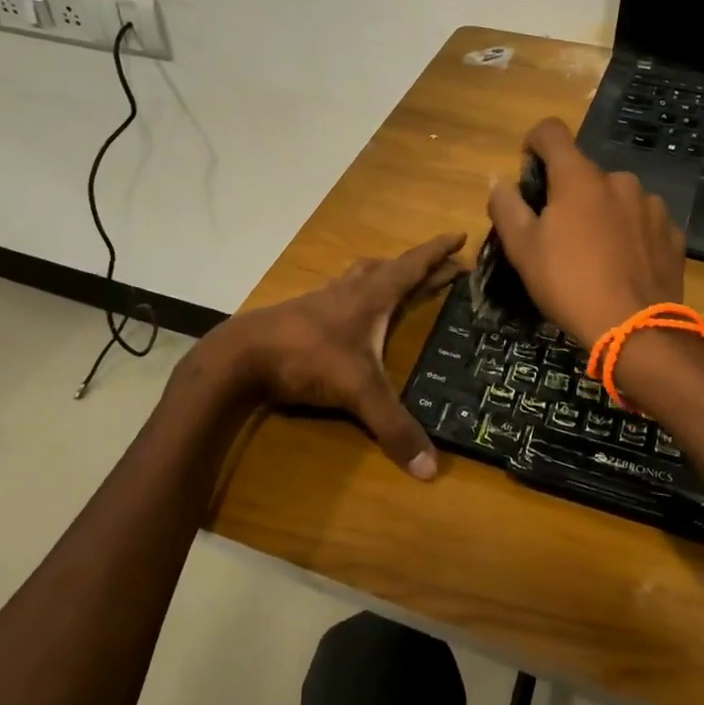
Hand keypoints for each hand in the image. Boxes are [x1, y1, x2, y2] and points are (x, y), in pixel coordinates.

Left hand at [209, 232, 467, 478]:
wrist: (243, 355)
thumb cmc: (308, 357)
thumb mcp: (357, 391)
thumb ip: (393, 427)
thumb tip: (431, 470)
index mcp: (371, 297)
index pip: (412, 266)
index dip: (438, 252)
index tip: (460, 234)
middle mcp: (350, 291)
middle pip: (391, 268)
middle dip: (421, 266)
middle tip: (445, 268)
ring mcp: (323, 300)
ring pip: (362, 276)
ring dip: (386, 274)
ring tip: (399, 281)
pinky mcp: (303, 314)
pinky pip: (340, 293)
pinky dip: (357, 293)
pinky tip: (352, 310)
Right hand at [486, 117, 686, 348]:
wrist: (637, 330)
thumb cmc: (569, 284)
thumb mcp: (523, 249)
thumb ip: (506, 206)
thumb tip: (497, 179)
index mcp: (579, 177)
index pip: (551, 132)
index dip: (533, 143)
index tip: (528, 170)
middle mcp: (619, 180)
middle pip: (584, 173)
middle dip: (568, 193)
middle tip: (558, 234)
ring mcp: (651, 205)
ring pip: (615, 197)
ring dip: (601, 213)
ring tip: (595, 254)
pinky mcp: (672, 232)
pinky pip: (642, 221)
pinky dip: (629, 233)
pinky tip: (624, 266)